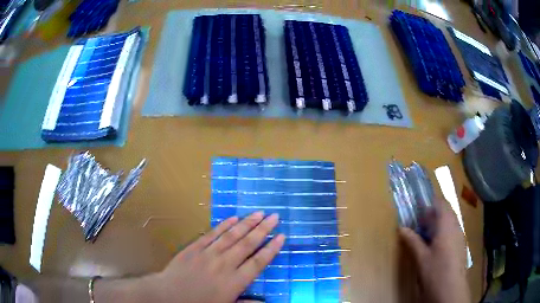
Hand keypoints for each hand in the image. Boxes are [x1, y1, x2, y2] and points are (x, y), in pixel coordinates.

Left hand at [95, 212, 284, 302]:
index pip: (258, 262)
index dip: (271, 249)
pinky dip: (224, 226)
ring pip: (232, 235)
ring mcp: (209, 254)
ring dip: (247, 223)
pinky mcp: (195, 248)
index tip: (281, 236)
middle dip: (263, 229)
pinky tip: (233, 218)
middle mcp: (225, 265)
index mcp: (234, 282)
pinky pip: (212, 234)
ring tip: (259, 213)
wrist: (168, 295)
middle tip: (274, 216)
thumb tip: (265, 302)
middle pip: (248, 244)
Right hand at [399, 199, 470, 302]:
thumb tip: (401, 228)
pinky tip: (436, 245)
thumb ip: (413, 241)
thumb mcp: (421, 257)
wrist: (451, 288)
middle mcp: (456, 226)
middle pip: (447, 211)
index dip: (431, 201)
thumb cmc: (435, 271)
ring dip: (439, 222)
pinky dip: (444, 231)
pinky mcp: (461, 245)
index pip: (441, 203)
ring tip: (427, 233)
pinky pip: (453, 230)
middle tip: (421, 221)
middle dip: (434, 212)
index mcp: (446, 225)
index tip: (419, 205)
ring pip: (451, 221)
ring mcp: (460, 235)